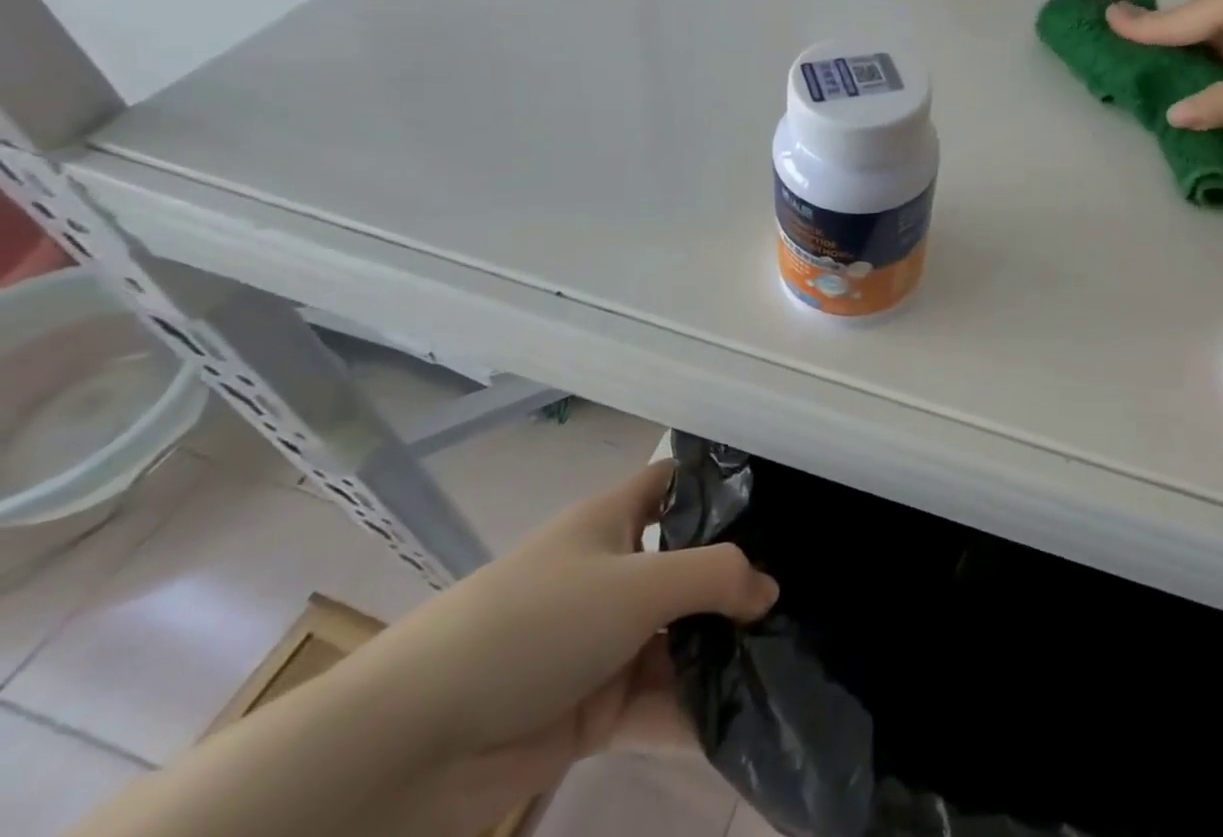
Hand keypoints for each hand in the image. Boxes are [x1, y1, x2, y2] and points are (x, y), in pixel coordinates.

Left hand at [352, 461, 776, 829]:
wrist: (415, 743)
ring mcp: (603, 644)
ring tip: (788, 660)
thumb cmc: (536, 623)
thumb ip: (715, 578)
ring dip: (720, 654)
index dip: (719, 485)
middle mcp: (613, 574)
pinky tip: (745, 721)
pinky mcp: (592, 710)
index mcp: (614, 521)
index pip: (674, 484)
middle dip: (736, 584)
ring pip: (677, 640)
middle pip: (687, 568)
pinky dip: (692, 713)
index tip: (777, 500)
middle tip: (802, 594)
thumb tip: (770, 589)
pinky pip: (657, 704)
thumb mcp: (637, 584)